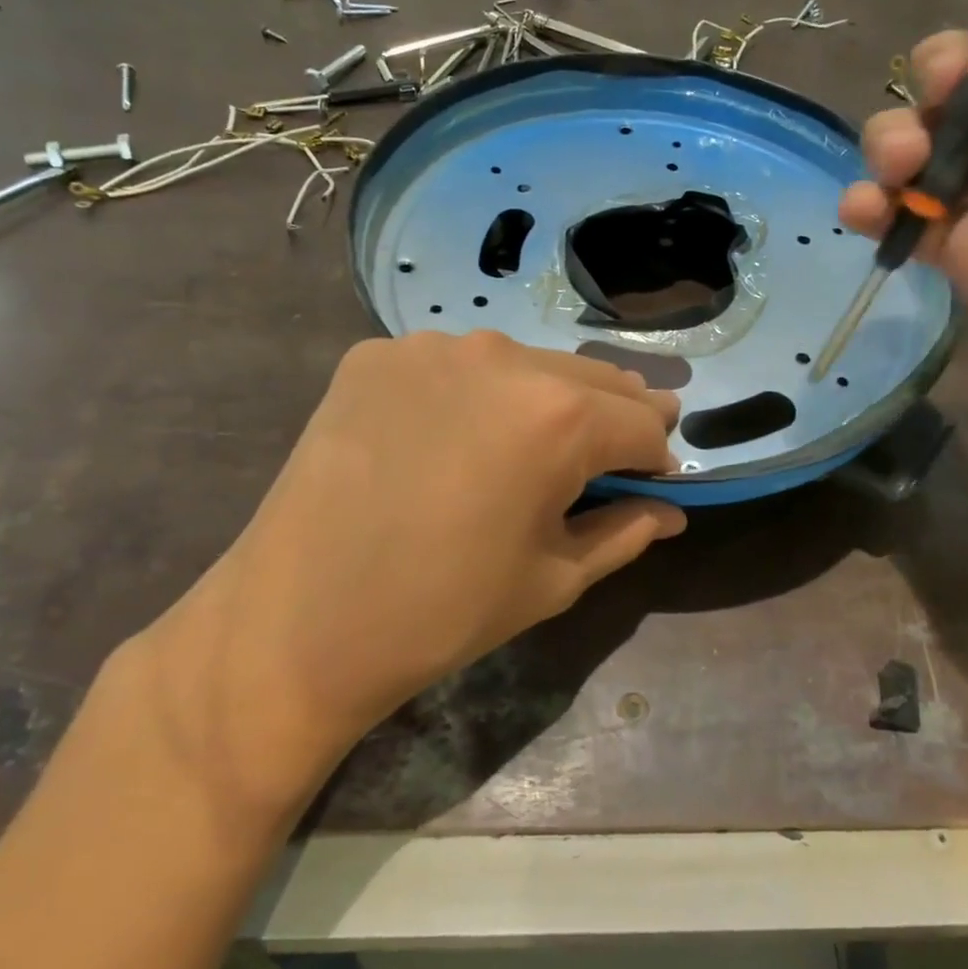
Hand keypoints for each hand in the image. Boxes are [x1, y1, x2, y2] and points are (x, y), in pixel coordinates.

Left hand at [138, 331, 683, 817]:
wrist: (297, 622)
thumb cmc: (443, 611)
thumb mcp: (553, 578)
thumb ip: (625, 532)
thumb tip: (670, 512)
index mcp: (559, 416)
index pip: (641, 422)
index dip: (655, 456)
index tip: (651, 481)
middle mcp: (503, 357)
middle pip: (591, 380)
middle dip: (612, 418)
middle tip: (609, 457)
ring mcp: (433, 346)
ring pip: (523, 364)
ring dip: (544, 399)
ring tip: (527, 446)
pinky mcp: (377, 354)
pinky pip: (452, 366)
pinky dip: (471, 395)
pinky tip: (449, 438)